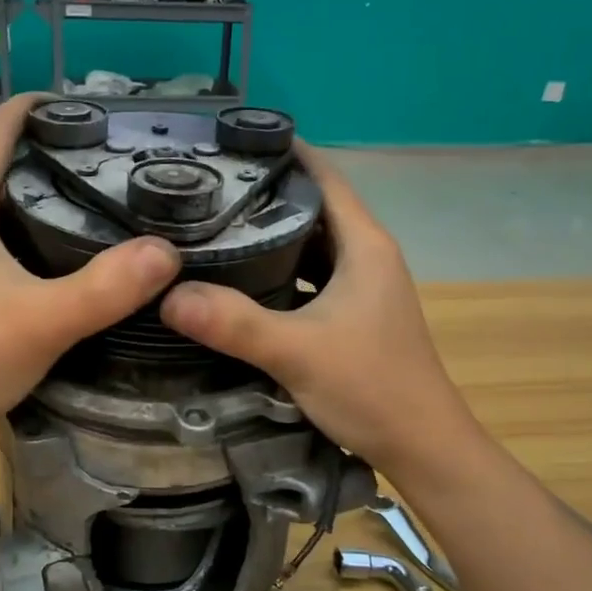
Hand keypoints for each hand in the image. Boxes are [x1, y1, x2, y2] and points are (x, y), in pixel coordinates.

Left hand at [0, 95, 180, 450]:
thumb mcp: (41, 324)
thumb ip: (104, 289)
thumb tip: (167, 252)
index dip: (40, 107)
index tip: (95, 109)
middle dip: (50, 144)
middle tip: (113, 153)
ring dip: (39, 183)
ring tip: (98, 190)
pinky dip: (28, 220)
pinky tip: (63, 246)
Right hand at [159, 143, 472, 479]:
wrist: (424, 448)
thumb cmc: (372, 389)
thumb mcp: (297, 353)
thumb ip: (234, 323)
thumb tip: (168, 296)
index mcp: (364, 245)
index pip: (323, 176)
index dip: (283, 152)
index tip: (231, 142)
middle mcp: (366, 256)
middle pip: (312, 208)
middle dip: (264, 194)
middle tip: (206, 187)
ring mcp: (362, 288)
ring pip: (310, 246)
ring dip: (270, 235)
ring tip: (214, 227)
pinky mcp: (353, 316)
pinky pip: (310, 278)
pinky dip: (278, 272)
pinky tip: (242, 283)